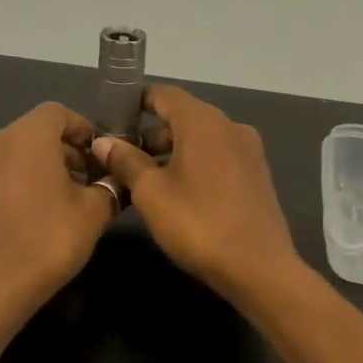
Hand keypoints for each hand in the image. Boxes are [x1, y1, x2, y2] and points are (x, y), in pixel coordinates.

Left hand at [0, 103, 116, 308]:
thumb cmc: (48, 241)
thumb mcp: (94, 213)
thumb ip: (109, 186)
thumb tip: (117, 179)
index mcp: (25, 136)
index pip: (58, 113)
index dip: (83, 130)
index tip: (99, 157)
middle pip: (32, 134)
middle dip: (61, 153)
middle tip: (84, 183)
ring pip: (9, 158)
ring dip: (34, 171)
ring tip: (54, 204)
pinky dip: (10, 189)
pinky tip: (23, 221)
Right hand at [90, 85, 300, 297]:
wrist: (259, 268)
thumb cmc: (198, 224)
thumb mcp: (152, 193)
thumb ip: (126, 161)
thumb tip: (103, 141)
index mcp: (203, 121)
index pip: (163, 94)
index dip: (134, 102)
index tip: (110, 119)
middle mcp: (229, 126)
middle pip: (182, 117)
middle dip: (149, 133)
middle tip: (119, 157)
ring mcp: (248, 151)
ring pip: (200, 140)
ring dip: (170, 152)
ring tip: (141, 179)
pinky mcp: (256, 175)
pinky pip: (217, 158)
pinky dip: (193, 165)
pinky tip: (175, 192)